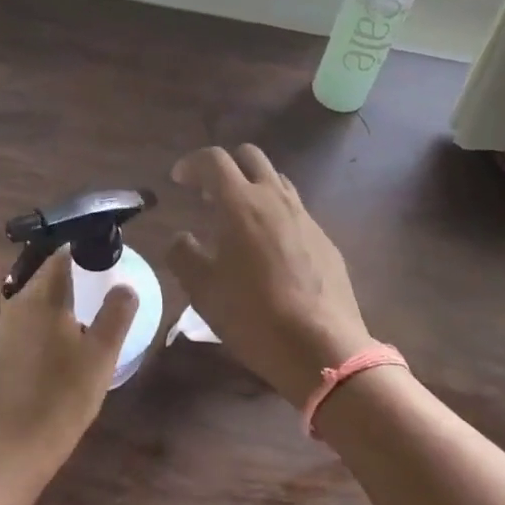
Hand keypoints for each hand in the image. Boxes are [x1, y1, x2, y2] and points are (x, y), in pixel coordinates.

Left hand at [0, 249, 137, 476]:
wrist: (22, 443)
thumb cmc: (65, 393)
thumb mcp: (102, 352)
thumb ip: (116, 313)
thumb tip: (126, 286)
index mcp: (39, 296)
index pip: (59, 253)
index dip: (82, 245)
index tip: (105, 246)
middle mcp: (17, 303)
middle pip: (44, 270)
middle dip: (71, 264)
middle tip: (102, 268)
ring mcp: (7, 326)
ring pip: (35, 291)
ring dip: (59, 287)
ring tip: (89, 292)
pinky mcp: (6, 347)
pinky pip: (30, 311)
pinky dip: (49, 307)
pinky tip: (69, 324)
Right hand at [165, 145, 374, 406]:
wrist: (322, 348)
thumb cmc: (253, 316)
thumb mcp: (203, 290)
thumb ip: (183, 255)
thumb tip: (181, 238)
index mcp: (241, 204)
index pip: (214, 160)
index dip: (192, 164)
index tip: (179, 180)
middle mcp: (275, 199)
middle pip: (250, 156)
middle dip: (226, 166)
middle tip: (210, 194)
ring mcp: (305, 217)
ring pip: (276, 181)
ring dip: (253, 188)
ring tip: (239, 220)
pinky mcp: (325, 239)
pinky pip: (295, 211)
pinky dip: (275, 215)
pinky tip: (269, 250)